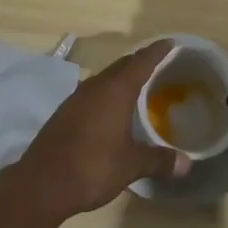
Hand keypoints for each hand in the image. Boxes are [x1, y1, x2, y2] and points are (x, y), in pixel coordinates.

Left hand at [10, 39, 189, 220]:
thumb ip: (159, 160)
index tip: (170, 42)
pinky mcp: (64, 113)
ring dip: (121, 78)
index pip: (141, 62)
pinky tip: (110, 110)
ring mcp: (76, 98)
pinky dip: (107, 94)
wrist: (41, 184)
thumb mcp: (131, 165)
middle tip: (158, 64)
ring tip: (137, 86)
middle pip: (122, 66)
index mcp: (115, 90)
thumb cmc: (92, 167)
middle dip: (140, 62)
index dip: (156, 51)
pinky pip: (92, 93)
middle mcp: (95, 86)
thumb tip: (186, 164)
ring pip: (105, 79)